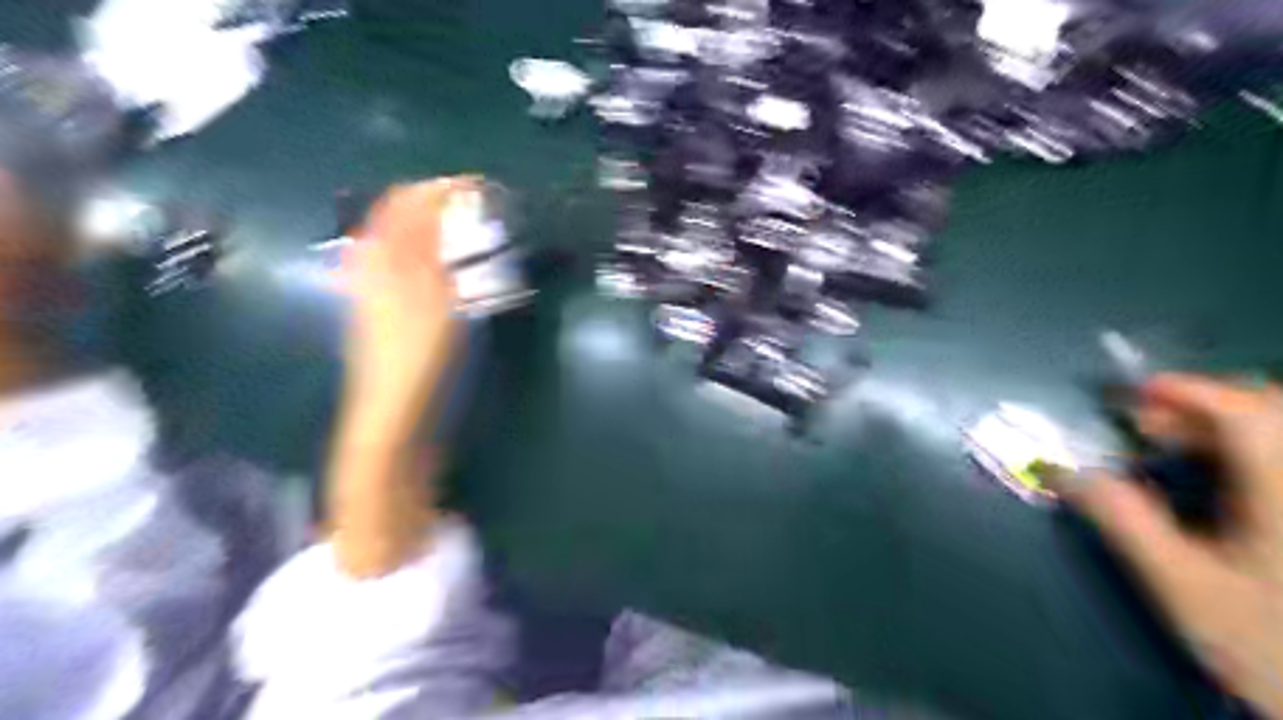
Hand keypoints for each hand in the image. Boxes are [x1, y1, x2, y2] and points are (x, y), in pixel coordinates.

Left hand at [343, 177, 472, 432]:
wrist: (394, 414)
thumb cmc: (417, 354)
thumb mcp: (433, 294)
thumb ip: (432, 244)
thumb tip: (442, 197)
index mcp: (380, 258)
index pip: (405, 202)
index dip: (439, 187)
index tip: (479, 186)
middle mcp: (372, 267)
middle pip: (400, 219)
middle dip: (437, 204)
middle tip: (478, 207)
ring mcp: (377, 291)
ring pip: (404, 243)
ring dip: (435, 229)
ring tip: (469, 230)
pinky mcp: (389, 313)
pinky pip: (409, 268)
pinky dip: (432, 256)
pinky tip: (451, 267)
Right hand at [1068, 373, 1282, 717]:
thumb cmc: (1267, 645)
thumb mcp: (1181, 585)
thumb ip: (1123, 520)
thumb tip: (1060, 470)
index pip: (1247, 414)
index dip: (1187, 390)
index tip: (1130, 394)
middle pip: (1272, 412)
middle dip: (1199, 405)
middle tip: (1143, 424)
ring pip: (1279, 433)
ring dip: (1220, 425)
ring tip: (1168, 443)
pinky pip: (1280, 458)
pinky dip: (1243, 449)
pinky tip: (1214, 472)